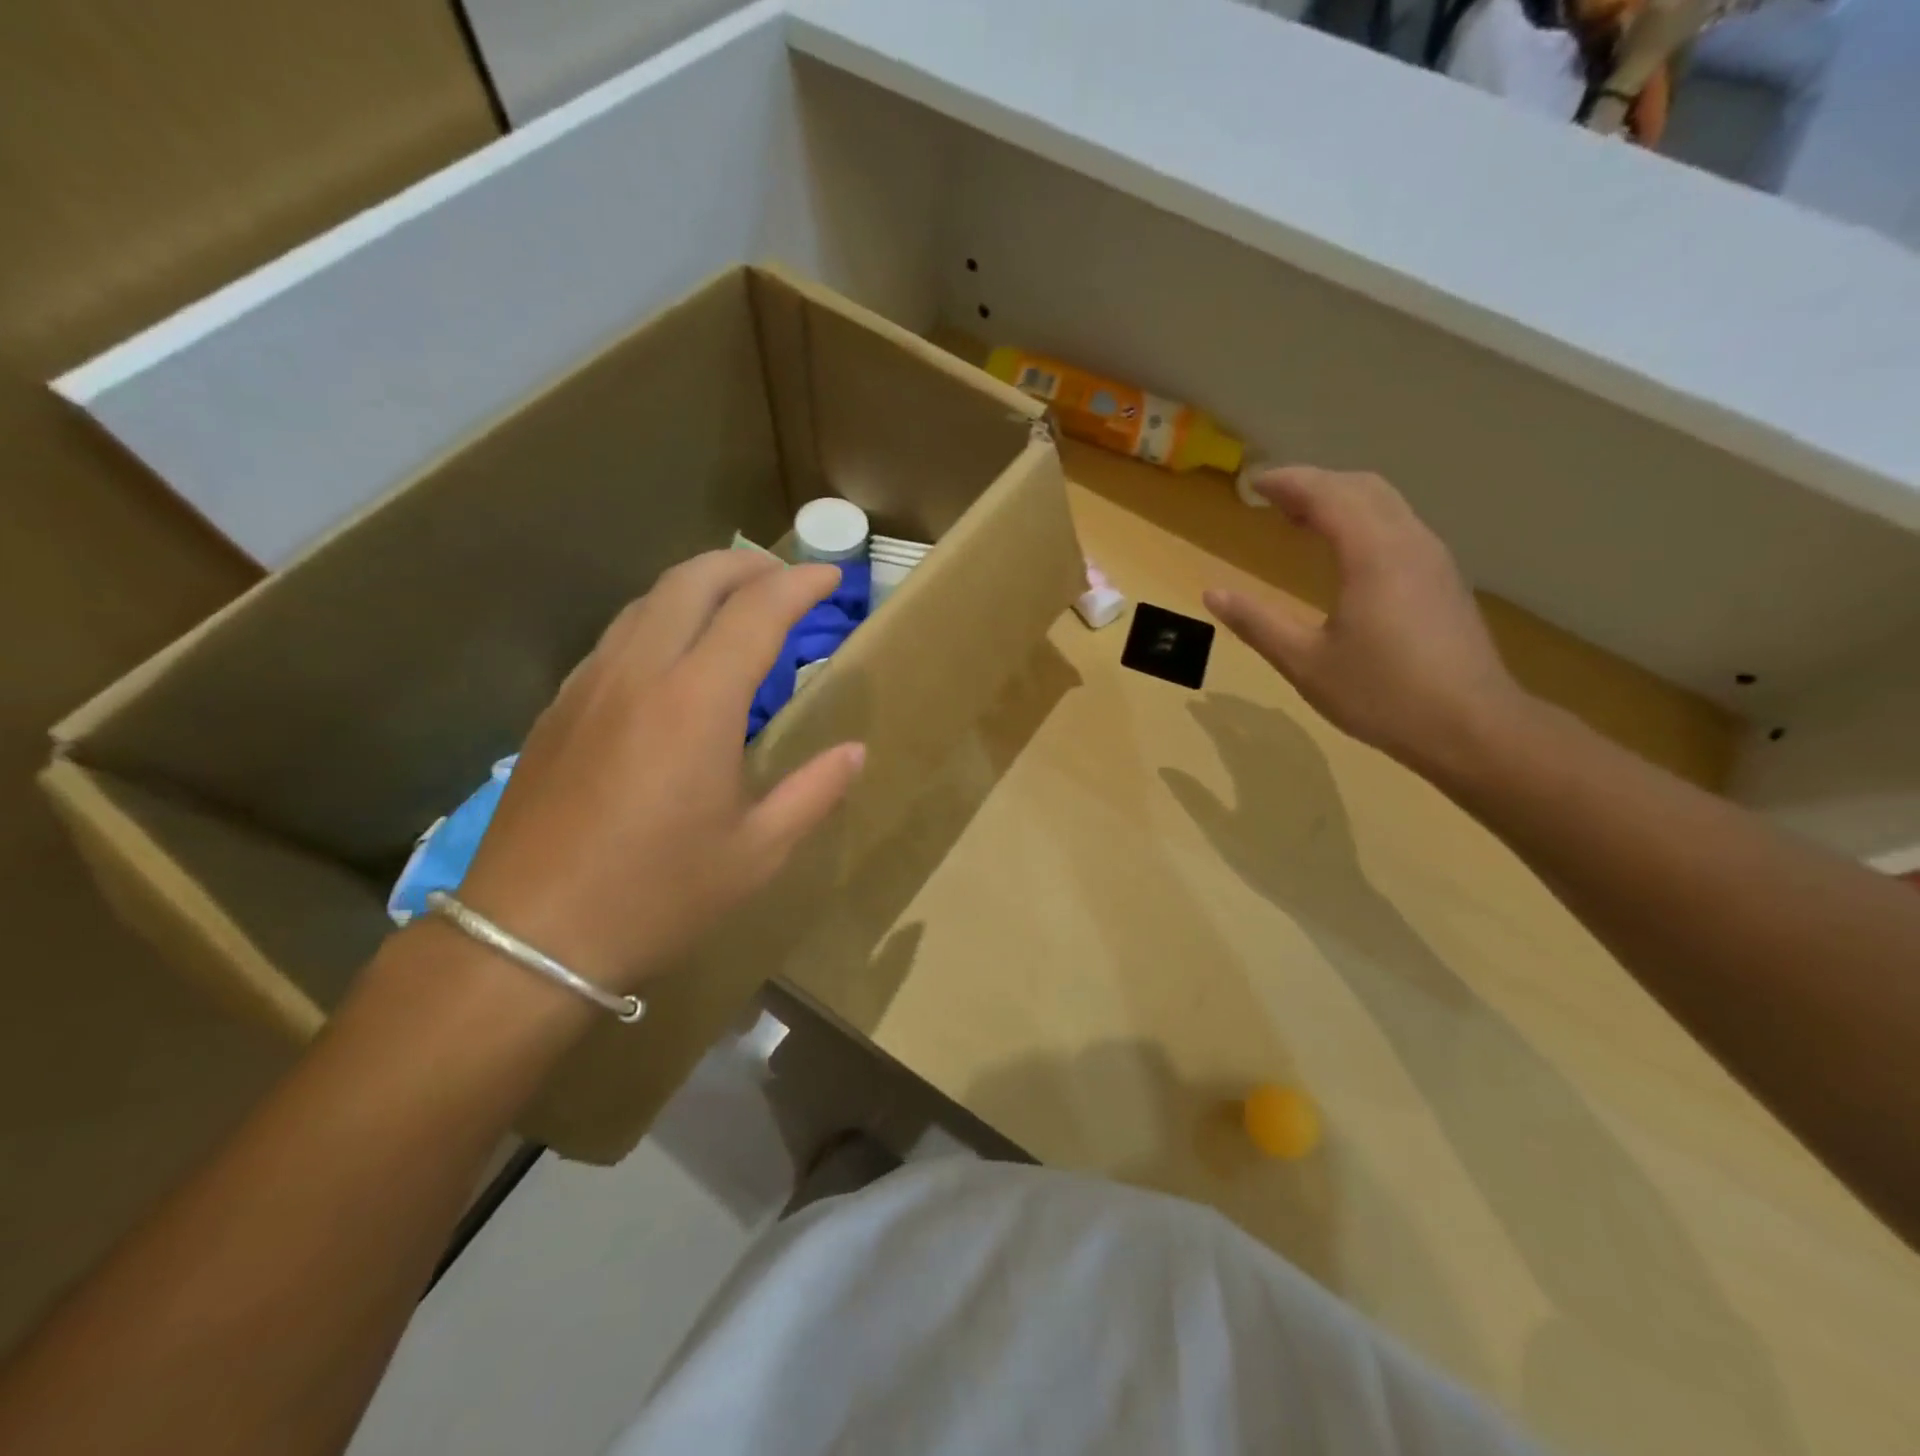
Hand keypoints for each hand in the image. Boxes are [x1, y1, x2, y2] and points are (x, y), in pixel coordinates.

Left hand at [456, 552, 864, 991]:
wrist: (528, 938)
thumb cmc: (657, 897)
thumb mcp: (756, 853)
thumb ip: (814, 792)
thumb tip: (854, 752)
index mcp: (697, 702)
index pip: (757, 611)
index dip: (799, 584)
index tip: (830, 575)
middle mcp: (640, 673)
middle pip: (693, 580)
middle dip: (746, 565)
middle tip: (785, 577)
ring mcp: (590, 685)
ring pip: (648, 601)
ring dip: (699, 585)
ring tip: (736, 604)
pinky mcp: (559, 708)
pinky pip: (617, 635)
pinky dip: (660, 618)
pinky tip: (675, 656)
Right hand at [1204, 467, 1530, 776]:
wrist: (1471, 727)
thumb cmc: (1381, 694)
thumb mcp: (1305, 663)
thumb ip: (1257, 624)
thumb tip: (1213, 594)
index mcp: (1373, 554)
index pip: (1328, 494)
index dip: (1288, 482)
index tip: (1253, 484)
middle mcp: (1409, 542)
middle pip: (1362, 487)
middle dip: (1315, 483)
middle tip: (1273, 499)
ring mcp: (1434, 560)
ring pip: (1386, 504)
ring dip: (1342, 500)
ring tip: (1301, 520)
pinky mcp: (1444, 580)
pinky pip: (1399, 527)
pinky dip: (1363, 521)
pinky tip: (1344, 553)